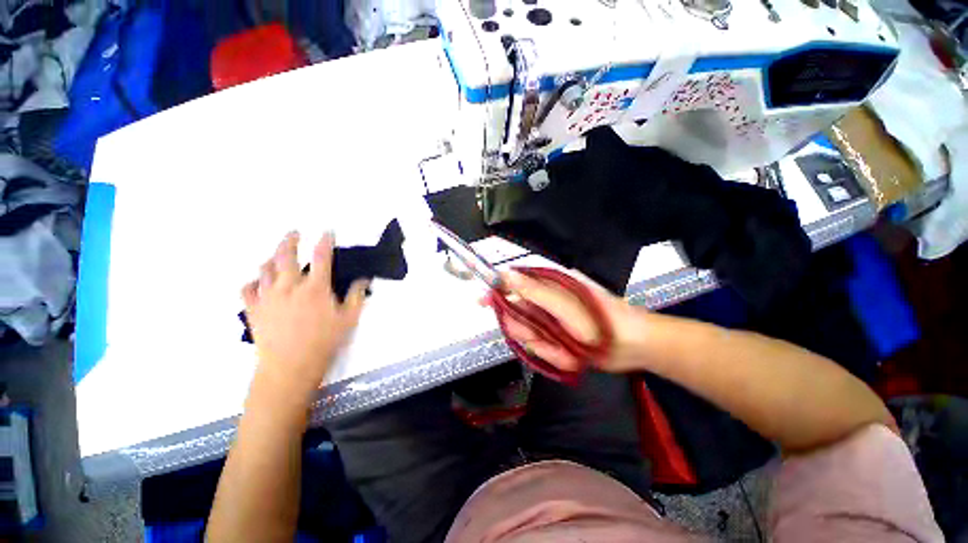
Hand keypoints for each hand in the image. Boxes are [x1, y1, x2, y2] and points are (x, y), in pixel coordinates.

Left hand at [242, 232, 367, 408]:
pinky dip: (253, 281)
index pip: (321, 257)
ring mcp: (268, 296)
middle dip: (290, 240)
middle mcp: (289, 286)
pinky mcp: (253, 309)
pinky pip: (247, 288)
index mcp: (315, 287)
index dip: (324, 241)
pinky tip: (258, 282)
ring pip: (265, 268)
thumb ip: (357, 295)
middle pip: (285, 255)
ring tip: (277, 255)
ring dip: (272, 257)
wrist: (290, 366)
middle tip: (294, 233)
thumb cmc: (324, 341)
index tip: (327, 232)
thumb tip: (364, 279)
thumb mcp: (349, 318)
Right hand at [491, 270, 649, 373]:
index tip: (481, 300)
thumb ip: (535, 292)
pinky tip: (569, 357)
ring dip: (543, 346)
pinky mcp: (555, 339)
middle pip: (516, 314)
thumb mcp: (566, 304)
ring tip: (565, 350)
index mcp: (549, 284)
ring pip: (526, 334)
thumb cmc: (601, 319)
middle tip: (542, 337)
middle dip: (526, 330)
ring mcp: (550, 321)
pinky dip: (552, 355)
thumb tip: (506, 275)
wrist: (631, 346)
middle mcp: (546, 301)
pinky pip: (539, 348)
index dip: (497, 290)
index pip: (514, 283)